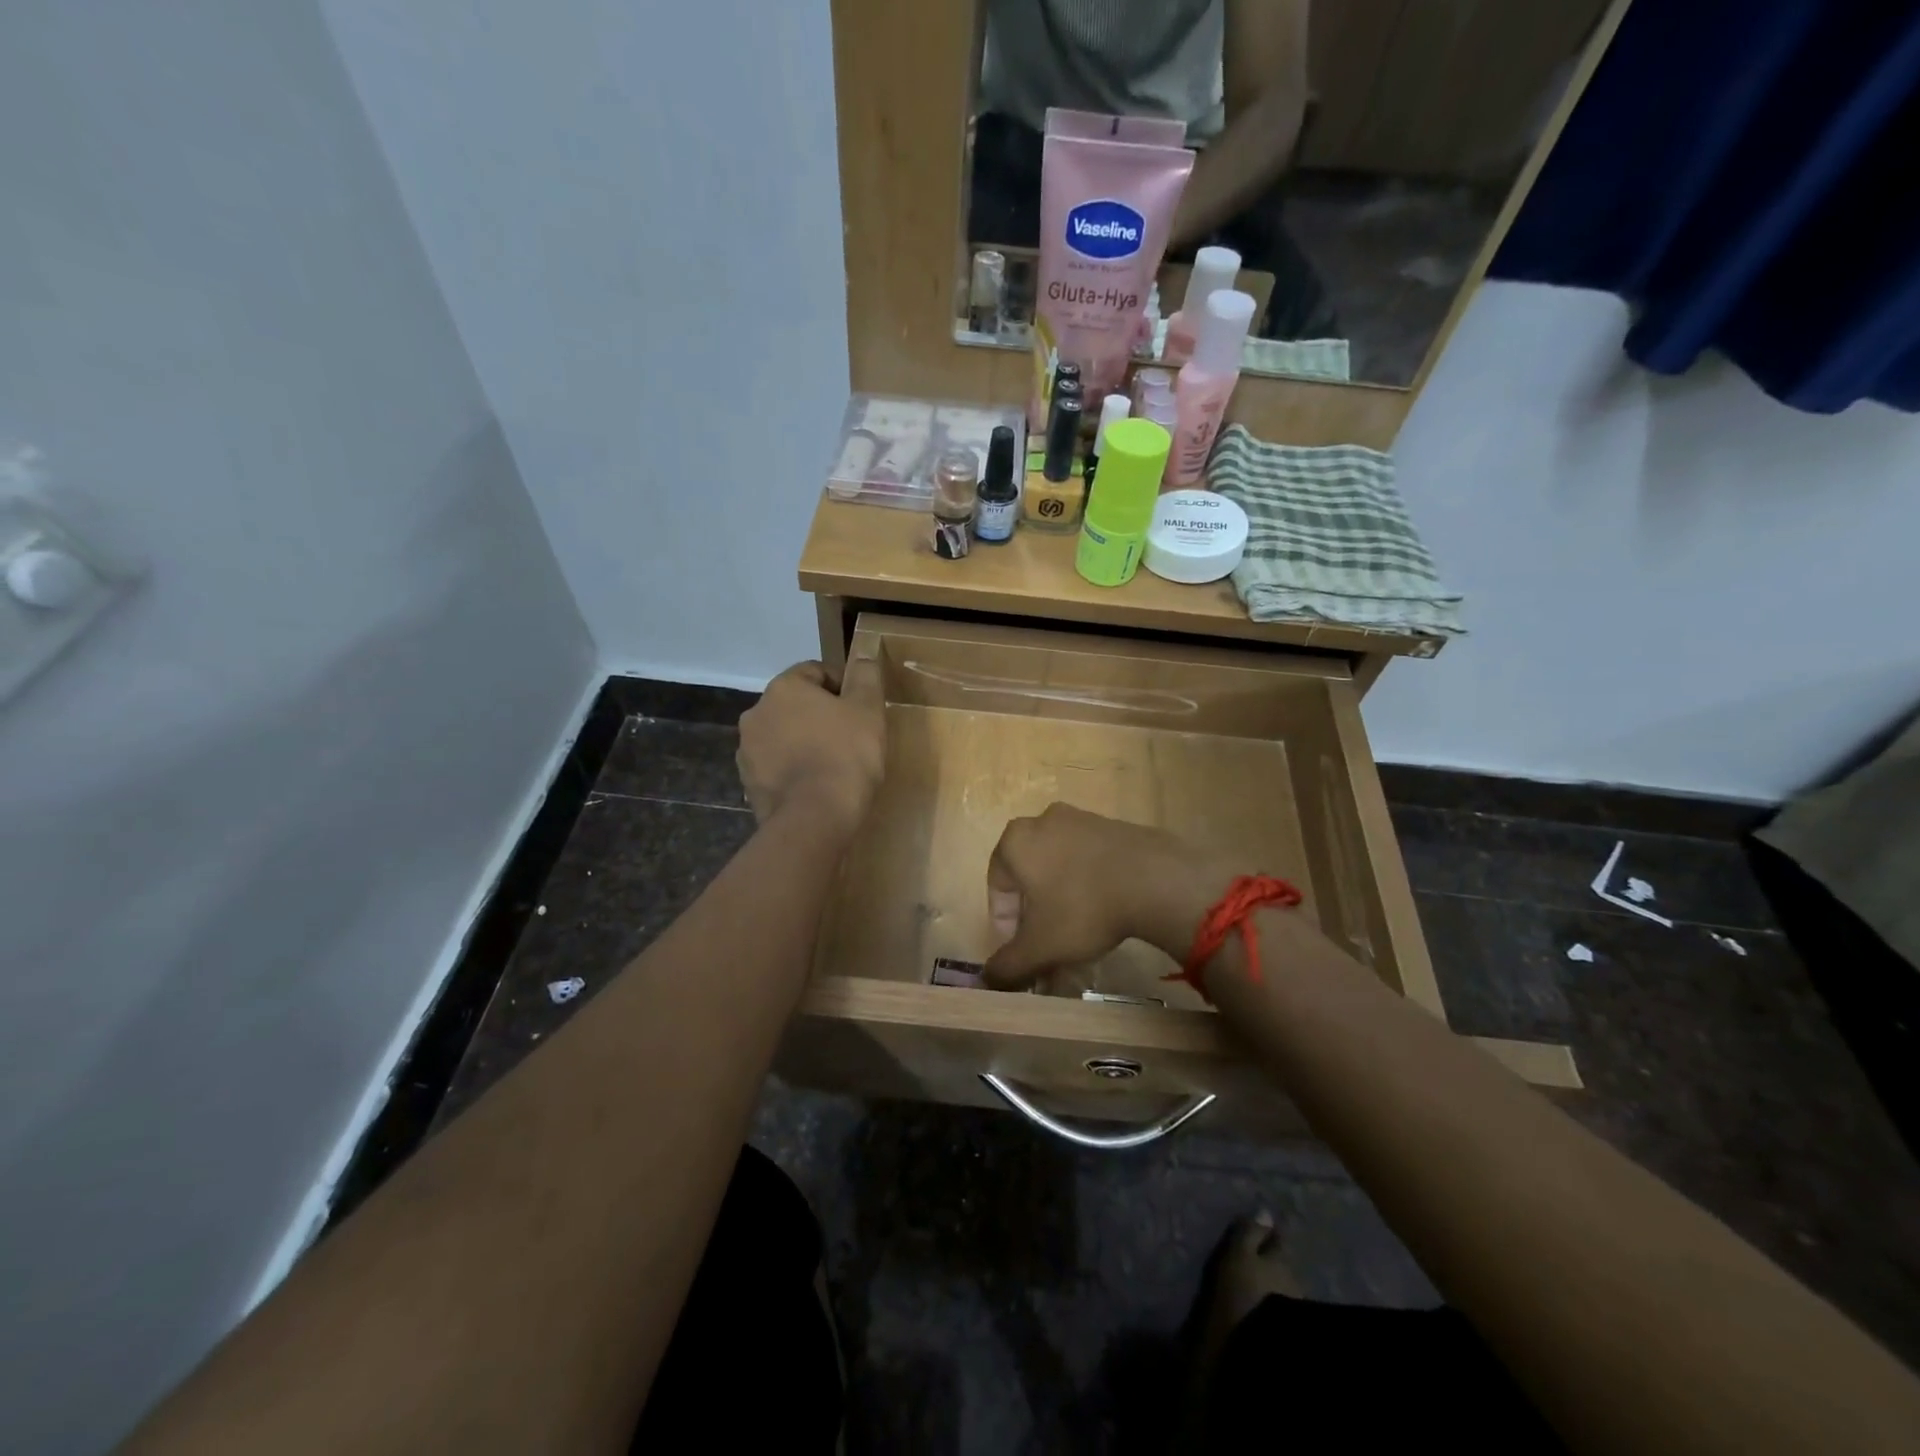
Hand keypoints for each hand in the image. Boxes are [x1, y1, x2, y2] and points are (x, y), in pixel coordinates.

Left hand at [737, 653, 884, 831]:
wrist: (815, 818)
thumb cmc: (846, 755)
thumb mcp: (868, 710)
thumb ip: (866, 677)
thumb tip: (864, 657)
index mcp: (783, 688)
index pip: (816, 672)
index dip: (843, 686)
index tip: (862, 709)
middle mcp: (756, 713)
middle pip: (796, 705)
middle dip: (820, 716)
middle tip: (851, 737)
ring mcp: (747, 751)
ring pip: (783, 736)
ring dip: (804, 742)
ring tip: (833, 765)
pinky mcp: (748, 784)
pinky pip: (776, 767)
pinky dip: (793, 770)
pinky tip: (816, 786)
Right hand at [984, 805, 1236, 987]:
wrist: (1154, 880)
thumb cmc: (1082, 909)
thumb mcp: (1039, 948)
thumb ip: (1007, 966)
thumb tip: (988, 981)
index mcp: (1015, 841)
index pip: (997, 887)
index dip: (1006, 925)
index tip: (1024, 950)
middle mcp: (1043, 821)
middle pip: (1030, 876)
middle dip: (1036, 915)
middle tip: (1050, 945)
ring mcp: (1082, 819)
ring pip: (1060, 868)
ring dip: (1063, 901)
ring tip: (1081, 935)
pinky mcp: (1114, 826)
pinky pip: (1090, 860)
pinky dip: (1090, 885)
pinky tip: (1107, 912)